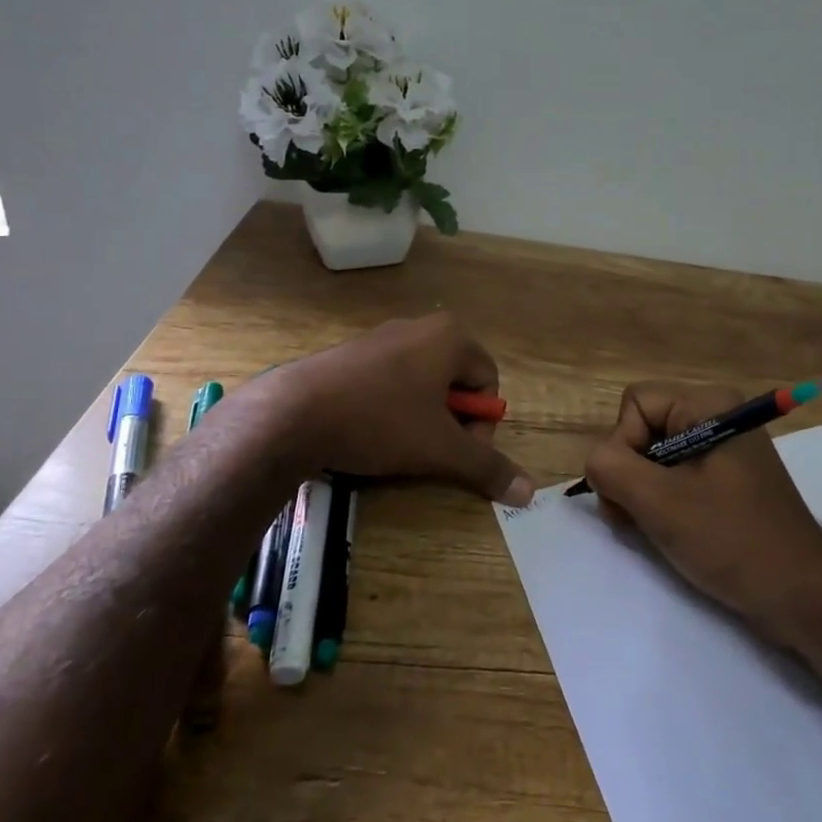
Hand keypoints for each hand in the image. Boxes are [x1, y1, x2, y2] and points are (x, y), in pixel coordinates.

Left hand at [254, 313, 534, 503]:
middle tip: (428, 450)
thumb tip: (529, 493)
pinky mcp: (351, 353)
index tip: (456, 451)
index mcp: (450, 337)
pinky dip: (390, 408)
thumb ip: (486, 467)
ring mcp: (381, 337)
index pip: (489, 382)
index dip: (480, 424)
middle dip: (450, 421)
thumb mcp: (440, 449)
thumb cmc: (380, 421)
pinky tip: (368, 432)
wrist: (291, 414)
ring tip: (396, 444)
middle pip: (456, 382)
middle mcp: (420, 327)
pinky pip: (389, 382)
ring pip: (422, 384)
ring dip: (421, 418)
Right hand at [583, 383, 821, 646]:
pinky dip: (661, 505)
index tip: (635, 490)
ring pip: (654, 458)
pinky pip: (675, 479)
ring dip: (641, 495)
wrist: (801, 596)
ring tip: (653, 530)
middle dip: (629, 474)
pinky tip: (670, 534)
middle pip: (642, 429)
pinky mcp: (726, 482)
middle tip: (637, 517)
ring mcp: (723, 451)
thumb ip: (610, 468)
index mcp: (709, 405)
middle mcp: (717, 417)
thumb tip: (596, 463)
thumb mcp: (660, 502)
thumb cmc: (732, 540)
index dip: (622, 445)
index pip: (635, 404)